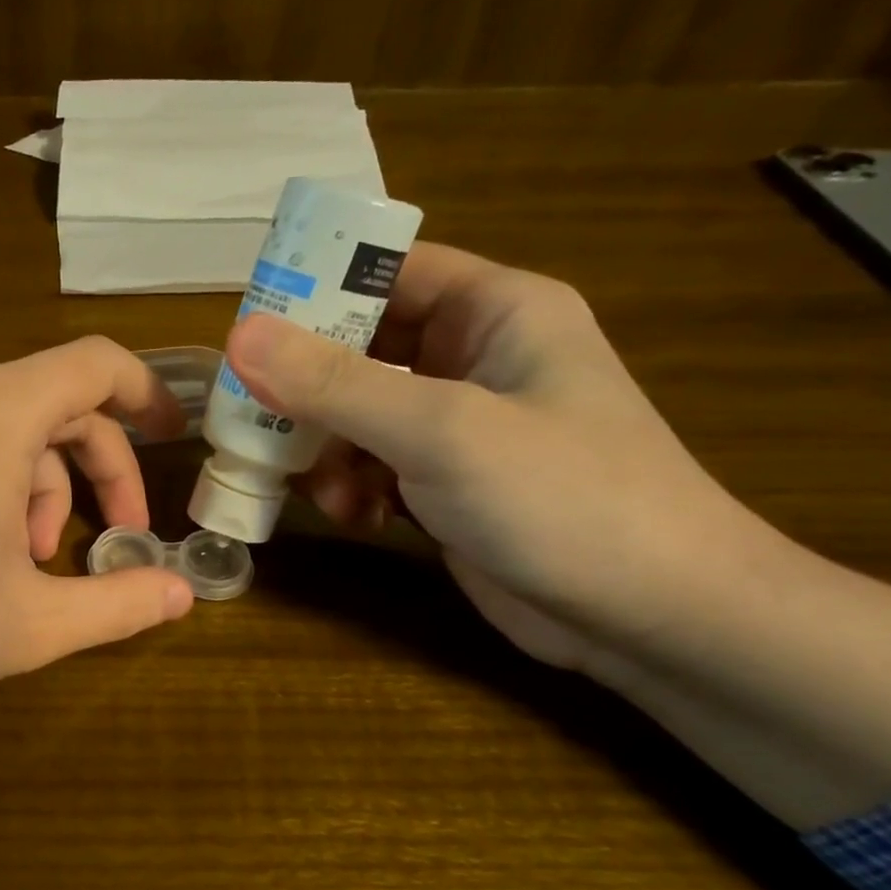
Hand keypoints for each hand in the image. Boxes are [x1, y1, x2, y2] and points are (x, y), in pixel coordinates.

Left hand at [0, 337, 194, 763]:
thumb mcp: (31, 624)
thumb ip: (118, 605)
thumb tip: (184, 592)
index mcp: (0, 414)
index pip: (97, 364)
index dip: (149, 395)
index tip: (179, 441)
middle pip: (65, 407)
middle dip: (106, 471)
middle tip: (122, 539)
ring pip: (20, 436)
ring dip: (52, 494)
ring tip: (39, 566)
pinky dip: (7, 493)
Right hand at [223, 242, 769, 672]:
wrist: (651, 618)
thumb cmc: (564, 498)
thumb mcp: (441, 431)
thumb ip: (335, 384)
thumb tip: (240, 335)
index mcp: (495, 311)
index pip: (390, 271)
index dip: (318, 288)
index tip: (250, 327)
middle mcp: (472, 359)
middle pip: (360, 348)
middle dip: (307, 389)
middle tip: (253, 417)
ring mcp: (458, 426)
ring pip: (356, 414)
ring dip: (326, 450)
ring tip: (322, 490)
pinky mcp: (443, 483)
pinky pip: (371, 464)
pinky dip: (352, 487)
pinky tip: (359, 517)